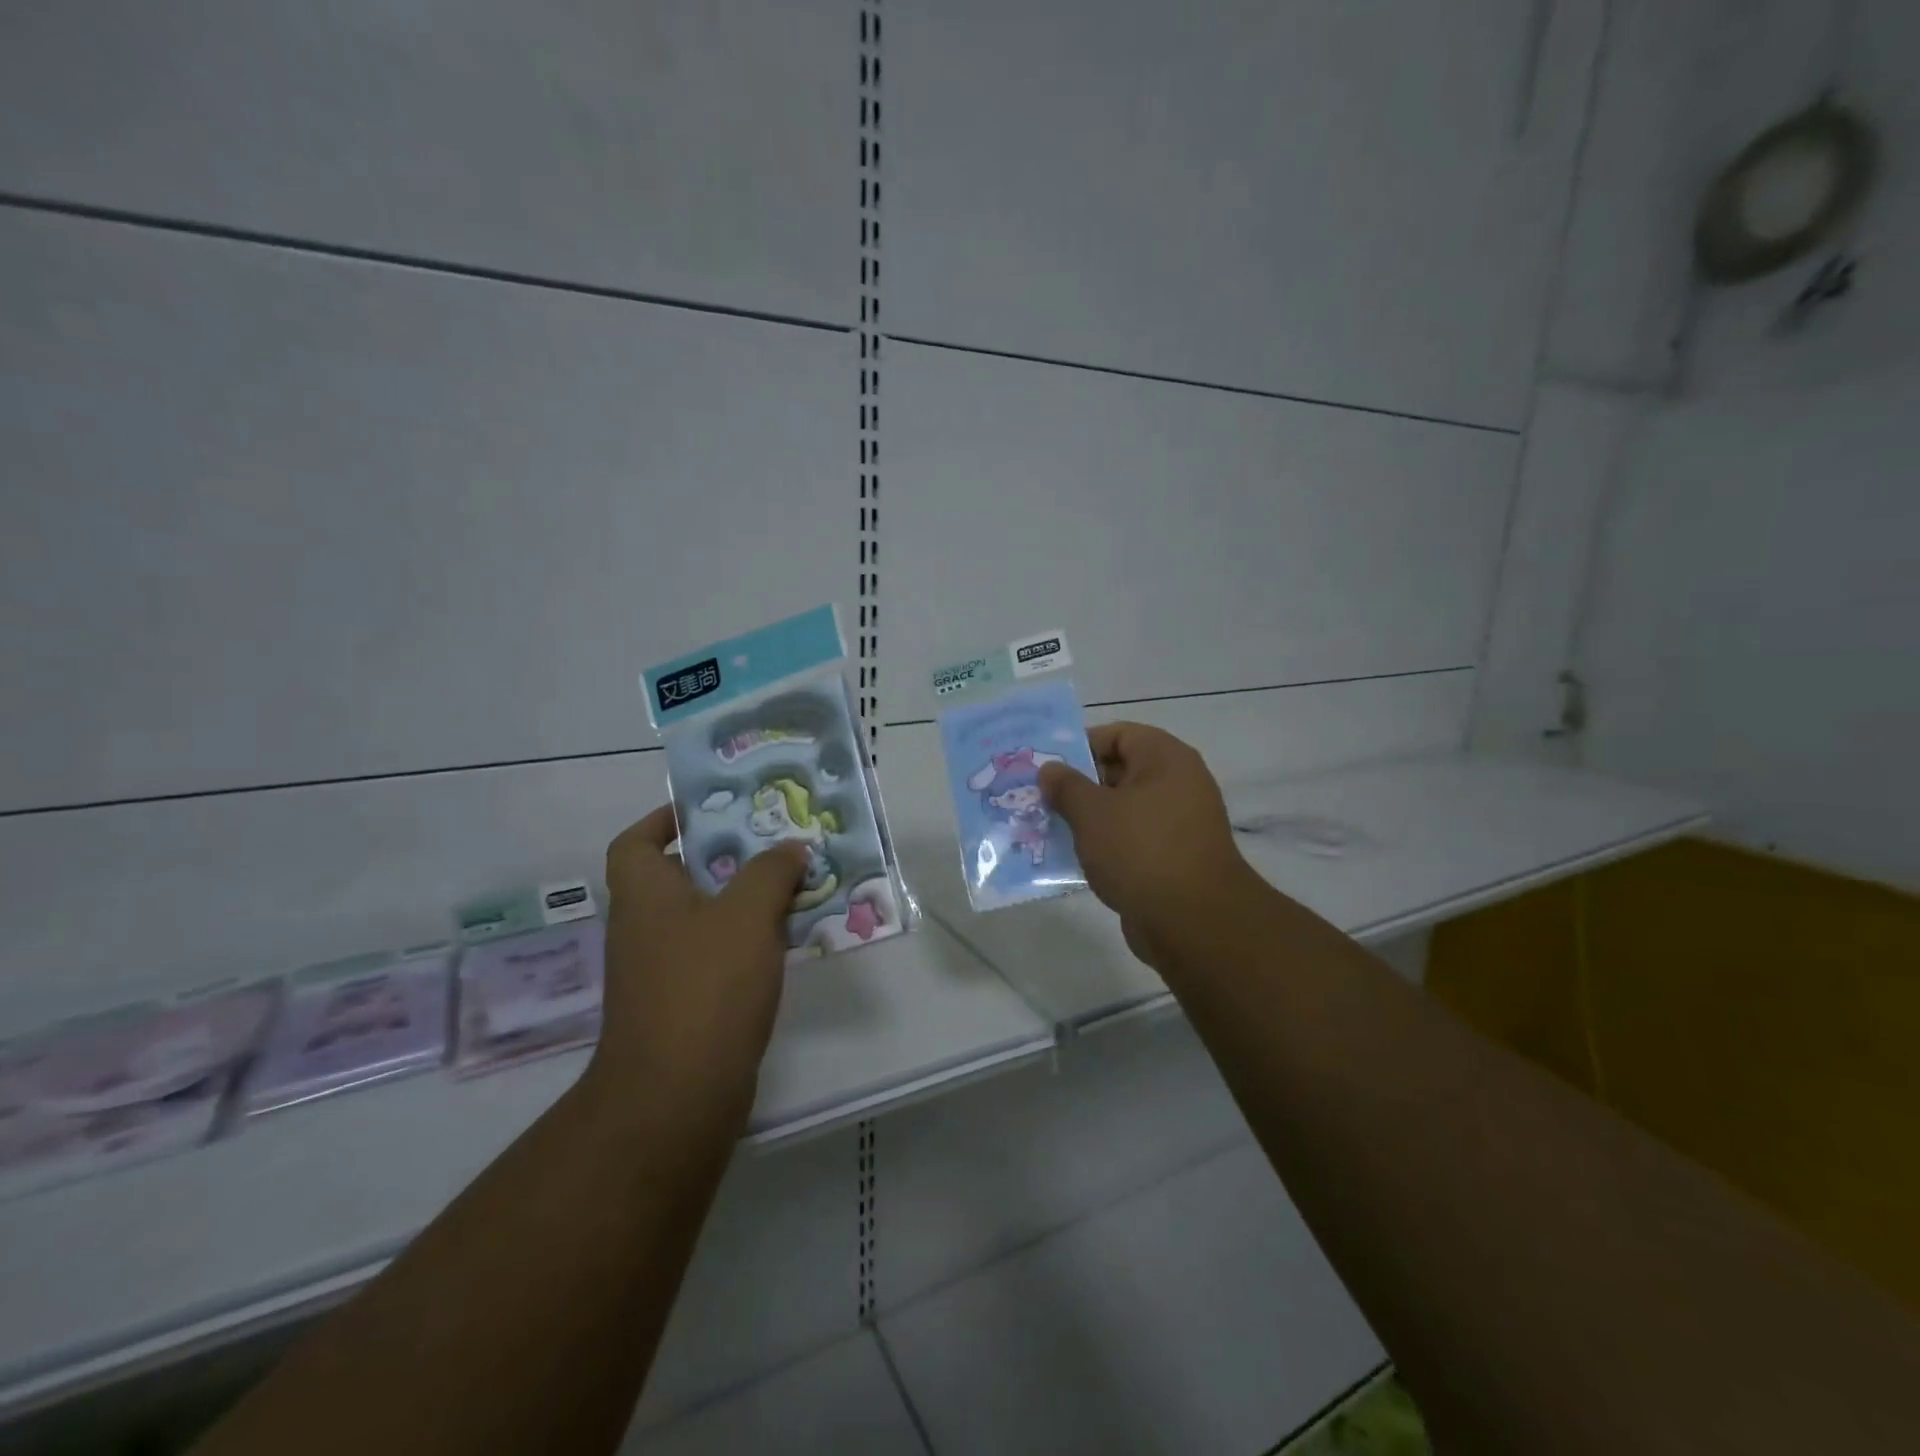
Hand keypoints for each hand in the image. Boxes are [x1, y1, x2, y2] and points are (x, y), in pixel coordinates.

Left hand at [586, 806, 806, 1132]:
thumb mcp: (747, 914)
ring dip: (745, 901)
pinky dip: (747, 942)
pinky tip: (787, 940)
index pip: (637, 842)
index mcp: (644, 895)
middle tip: (775, 844)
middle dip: (728, 858)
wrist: (678, 1095)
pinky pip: (717, 955)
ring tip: (794, 885)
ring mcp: (662, 970)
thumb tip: (789, 849)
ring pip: (706, 918)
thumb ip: (771, 872)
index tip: (711, 812)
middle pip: (681, 877)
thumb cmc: (706, 987)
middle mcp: (644, 928)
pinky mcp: (685, 1005)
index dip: (666, 820)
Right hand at [1039, 722, 1259, 969]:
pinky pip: (1131, 840)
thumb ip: (1066, 786)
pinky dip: (1106, 845)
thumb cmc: (1141, 850)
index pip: (1118, 734)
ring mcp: (1178, 823)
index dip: (1080, 746)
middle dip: (1078, 785)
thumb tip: (1050, 769)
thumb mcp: (1092, 812)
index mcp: (1165, 759)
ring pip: (1123, 809)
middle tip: (1040, 799)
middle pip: (1119, 771)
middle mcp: (1178, 783)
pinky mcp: (1173, 858)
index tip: (1047, 767)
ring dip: (1088, 819)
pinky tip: (1074, 859)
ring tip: (1049, 828)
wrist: (1193, 922)